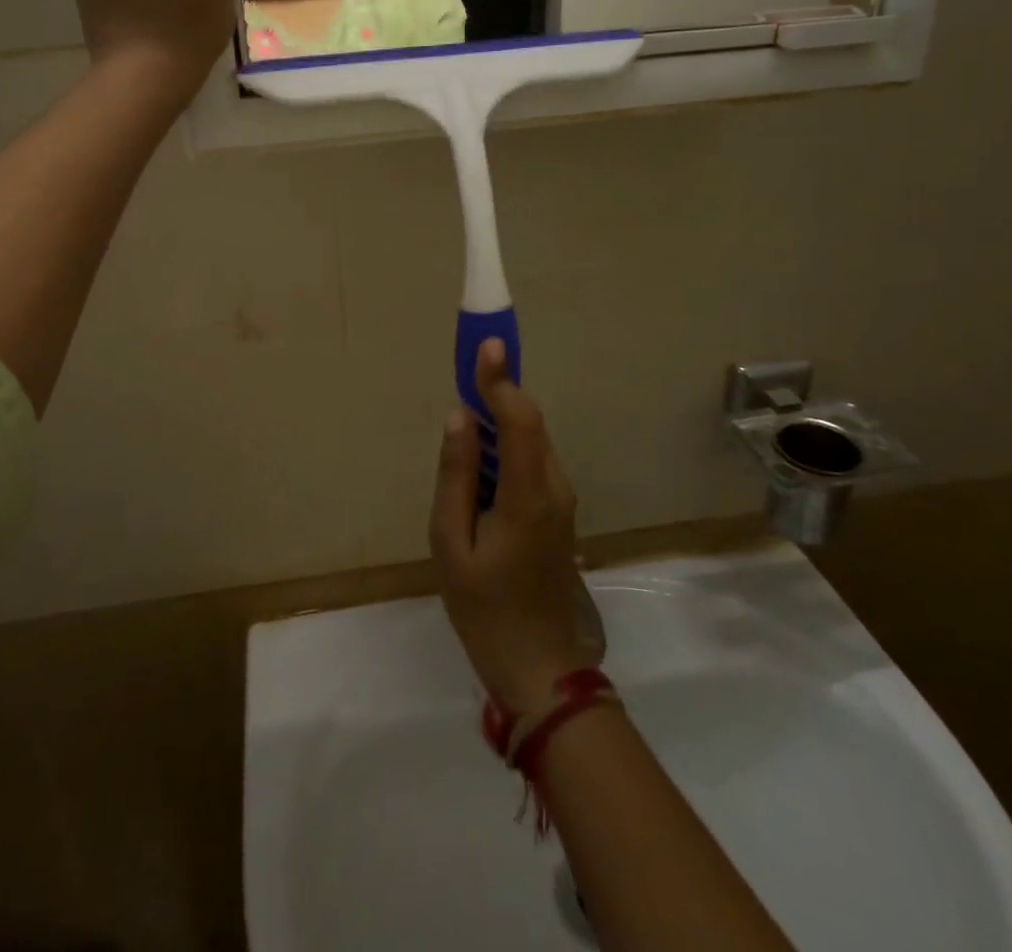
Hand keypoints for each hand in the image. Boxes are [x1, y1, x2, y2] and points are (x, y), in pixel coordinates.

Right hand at [430, 339, 594, 713]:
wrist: (539, 667)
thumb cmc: (485, 609)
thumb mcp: (450, 543)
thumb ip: (455, 475)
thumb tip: (460, 416)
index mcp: (527, 494)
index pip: (520, 418)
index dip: (501, 379)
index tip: (486, 344)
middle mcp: (553, 486)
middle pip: (528, 422)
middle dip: (499, 391)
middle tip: (466, 369)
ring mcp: (561, 499)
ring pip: (531, 440)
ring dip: (501, 418)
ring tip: (465, 416)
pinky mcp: (557, 511)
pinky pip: (531, 461)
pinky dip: (506, 444)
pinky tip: (479, 459)